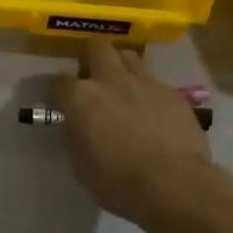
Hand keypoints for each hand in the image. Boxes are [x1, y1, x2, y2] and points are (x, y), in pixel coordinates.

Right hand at [50, 41, 214, 228]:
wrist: (174, 185)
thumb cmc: (118, 182)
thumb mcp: (80, 166)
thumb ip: (75, 136)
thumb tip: (76, 124)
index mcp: (81, 98)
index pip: (58, 82)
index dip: (57, 93)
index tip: (60, 104)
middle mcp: (111, 79)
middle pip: (97, 47)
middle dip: (92, 57)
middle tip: (93, 79)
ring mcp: (145, 81)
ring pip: (129, 55)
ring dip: (121, 67)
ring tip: (123, 87)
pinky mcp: (173, 92)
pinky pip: (154, 80)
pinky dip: (147, 90)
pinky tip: (151, 110)